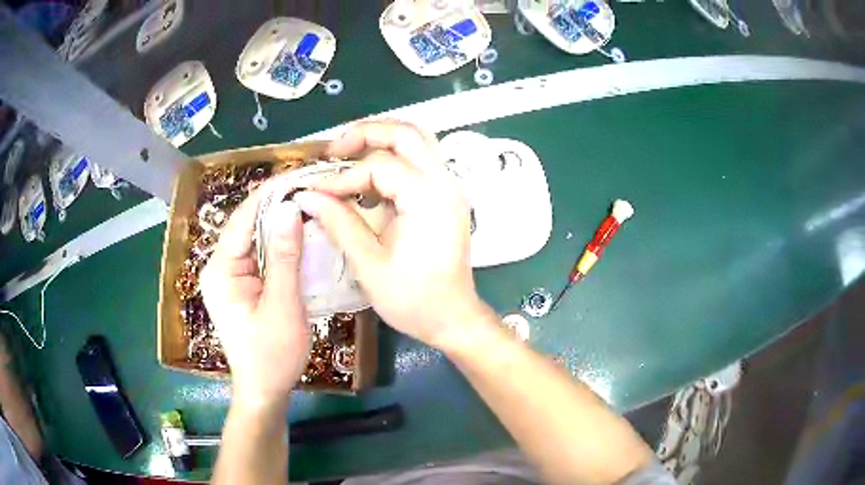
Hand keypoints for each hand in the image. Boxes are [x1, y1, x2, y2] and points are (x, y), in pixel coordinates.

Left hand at [200, 187, 310, 408]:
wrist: (264, 390)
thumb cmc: (272, 355)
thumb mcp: (282, 306)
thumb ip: (284, 257)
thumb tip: (289, 208)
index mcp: (220, 270)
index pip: (242, 218)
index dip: (270, 193)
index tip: (300, 174)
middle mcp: (220, 266)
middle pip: (247, 224)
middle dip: (276, 203)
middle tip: (310, 184)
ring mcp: (230, 275)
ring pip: (255, 237)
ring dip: (280, 220)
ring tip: (309, 199)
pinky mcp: (242, 283)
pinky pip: (260, 253)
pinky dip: (280, 241)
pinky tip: (300, 231)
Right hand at [293, 121, 497, 349]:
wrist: (453, 318)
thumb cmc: (413, 299)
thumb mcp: (369, 264)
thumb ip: (338, 223)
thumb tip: (307, 195)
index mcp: (429, 198)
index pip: (379, 167)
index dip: (342, 177)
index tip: (316, 193)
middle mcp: (445, 183)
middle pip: (407, 133)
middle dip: (366, 133)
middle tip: (333, 150)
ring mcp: (449, 188)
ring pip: (416, 142)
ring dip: (380, 142)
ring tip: (347, 156)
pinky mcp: (446, 197)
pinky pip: (419, 162)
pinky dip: (392, 160)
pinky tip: (369, 181)